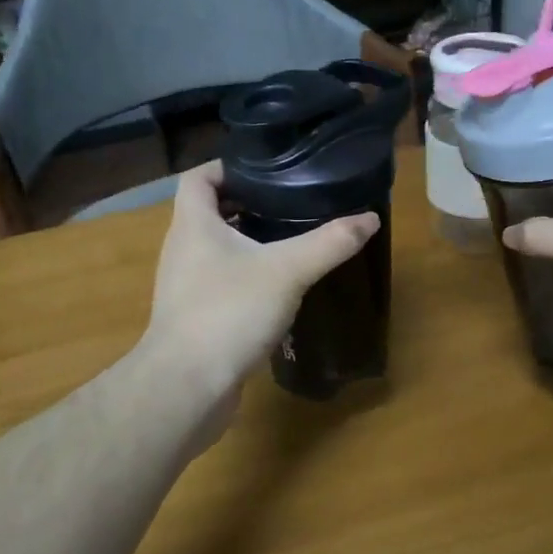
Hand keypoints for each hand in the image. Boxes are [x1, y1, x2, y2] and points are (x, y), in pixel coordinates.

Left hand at [144, 160, 379, 400]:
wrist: (187, 386)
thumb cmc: (229, 312)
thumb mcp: (287, 271)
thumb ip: (329, 243)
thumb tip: (370, 218)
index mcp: (193, 225)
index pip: (197, 177)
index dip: (226, 167)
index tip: (264, 171)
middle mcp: (182, 250)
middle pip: (209, 213)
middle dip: (246, 206)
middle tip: (289, 205)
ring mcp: (184, 286)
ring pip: (216, 251)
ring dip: (247, 244)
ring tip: (289, 243)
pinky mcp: (194, 318)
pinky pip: (220, 284)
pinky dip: (245, 278)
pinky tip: (277, 291)